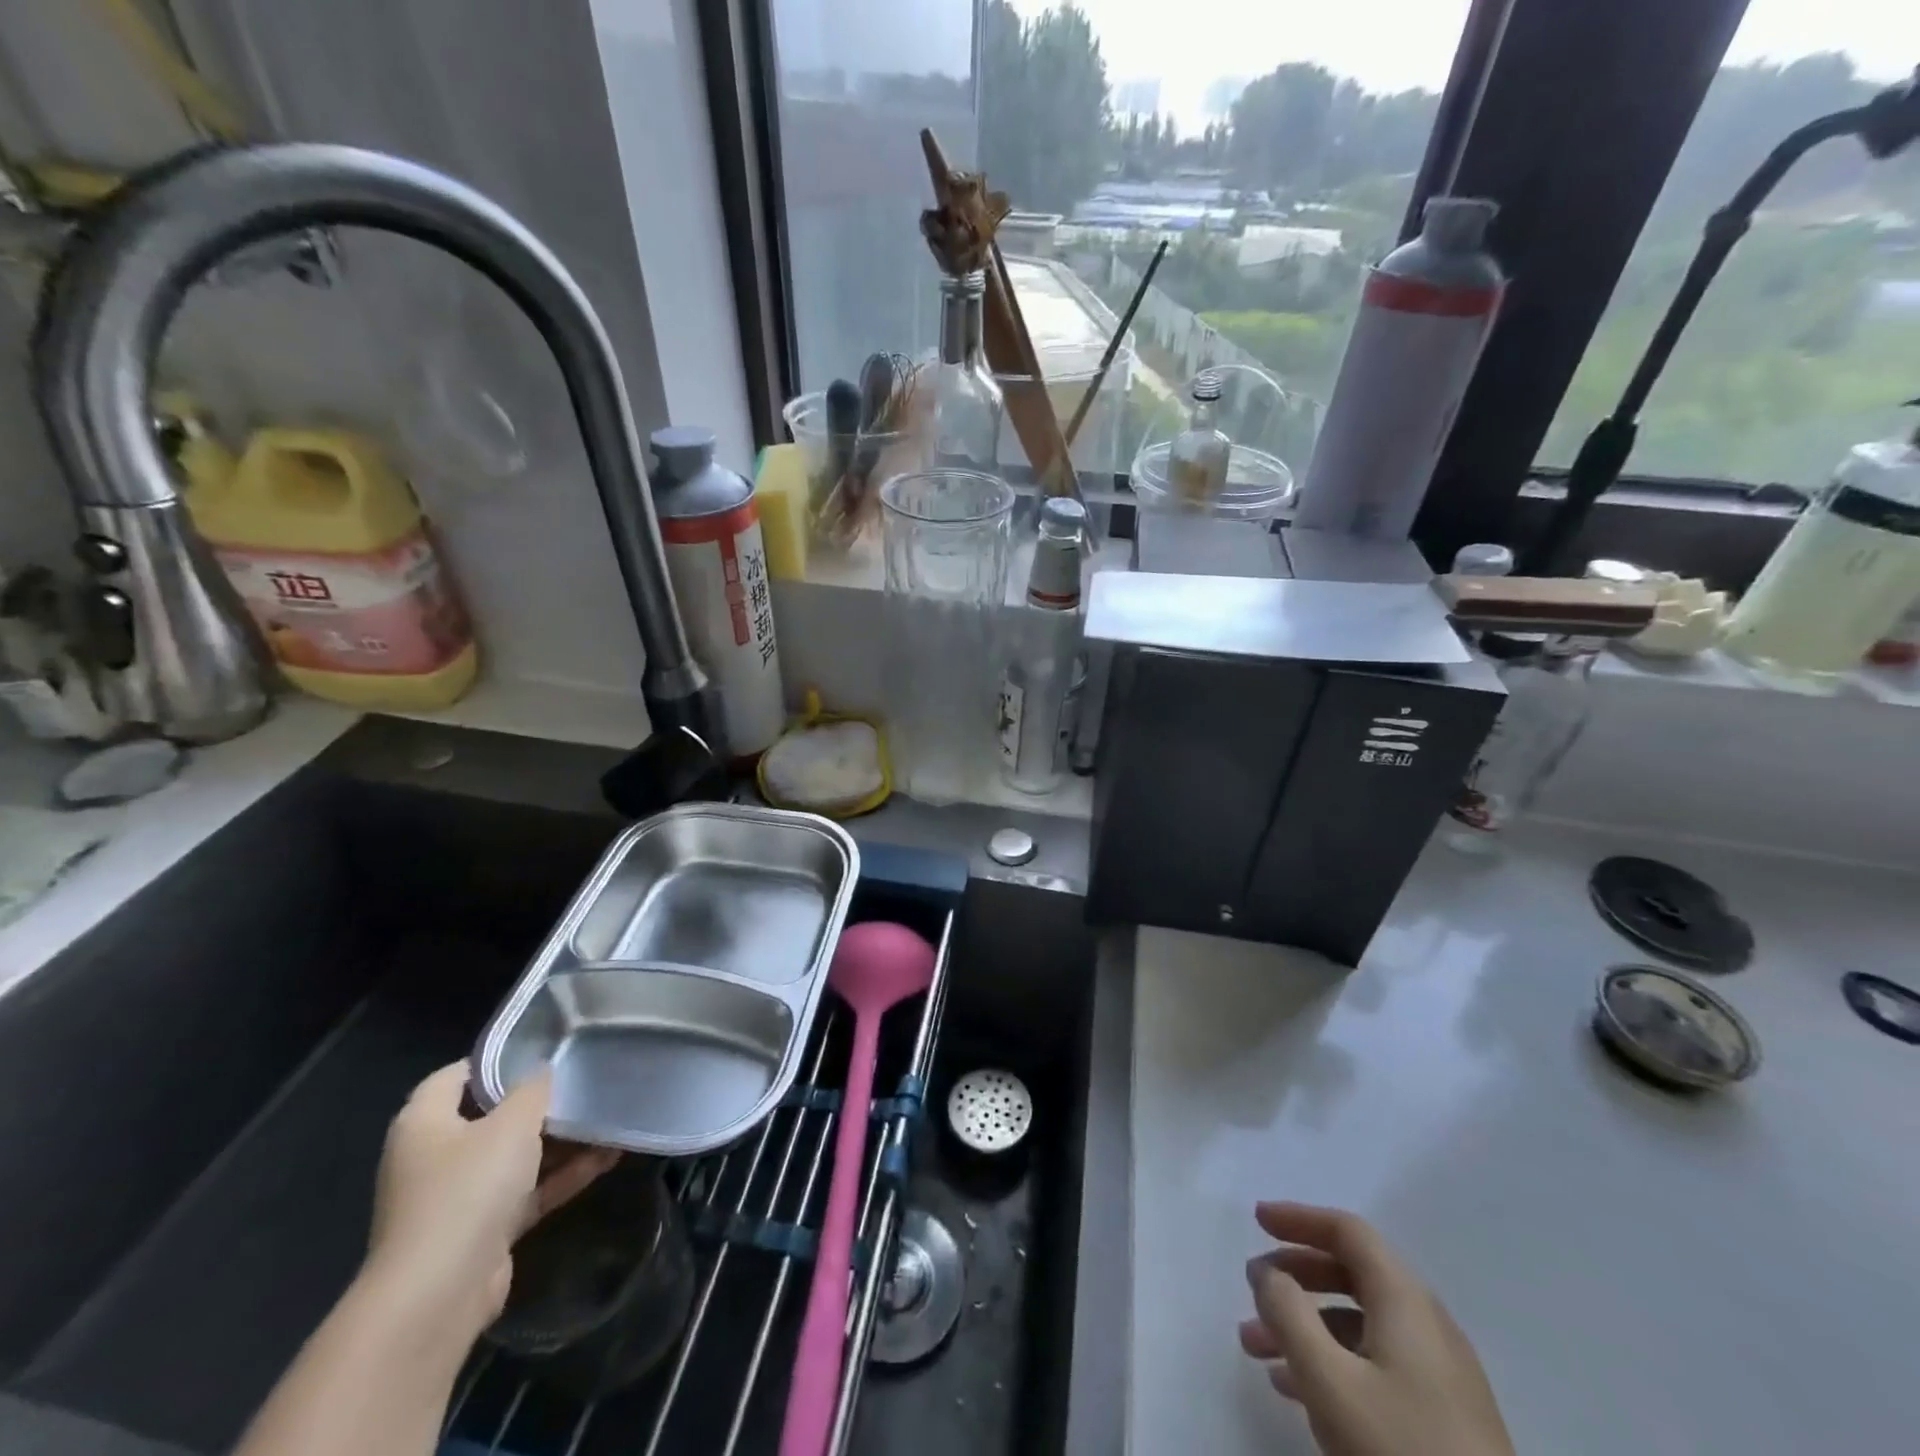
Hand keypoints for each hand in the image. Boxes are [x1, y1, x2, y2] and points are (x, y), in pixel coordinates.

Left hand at [363, 1062, 617, 1342]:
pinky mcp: (483, 1231)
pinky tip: (607, 1157)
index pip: (454, 1077)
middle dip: (537, 1103)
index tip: (540, 1048)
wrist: (440, 1294)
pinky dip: (562, 1176)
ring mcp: (458, 1198)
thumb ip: (532, 1090)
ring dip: (559, 1141)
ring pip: (515, 1156)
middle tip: (582, 1080)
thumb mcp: (511, 1124)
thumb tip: (543, 1070)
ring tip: (607, 1117)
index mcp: (424, 1124)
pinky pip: (528, 1191)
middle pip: (491, 1117)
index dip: (495, 1060)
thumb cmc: (468, 1189)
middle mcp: (435, 1157)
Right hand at [1239, 1202, 1513, 1455]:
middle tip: (1253, 1288)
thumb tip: (1268, 1273)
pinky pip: (1374, 1362)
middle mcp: (1427, 1325)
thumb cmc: (1400, 1451)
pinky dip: (1330, 1358)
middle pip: (1351, 1273)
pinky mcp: (1442, 1419)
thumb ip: (1288, 1314)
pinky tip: (1294, 1389)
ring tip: (1256, 1348)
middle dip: (1295, 1276)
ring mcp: (1439, 1375)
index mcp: (1406, 1301)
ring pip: (1358, 1323)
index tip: (1256, 1220)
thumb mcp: (1329, 1380)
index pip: (1348, 1232)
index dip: (1299, 1218)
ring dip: (1304, 1324)